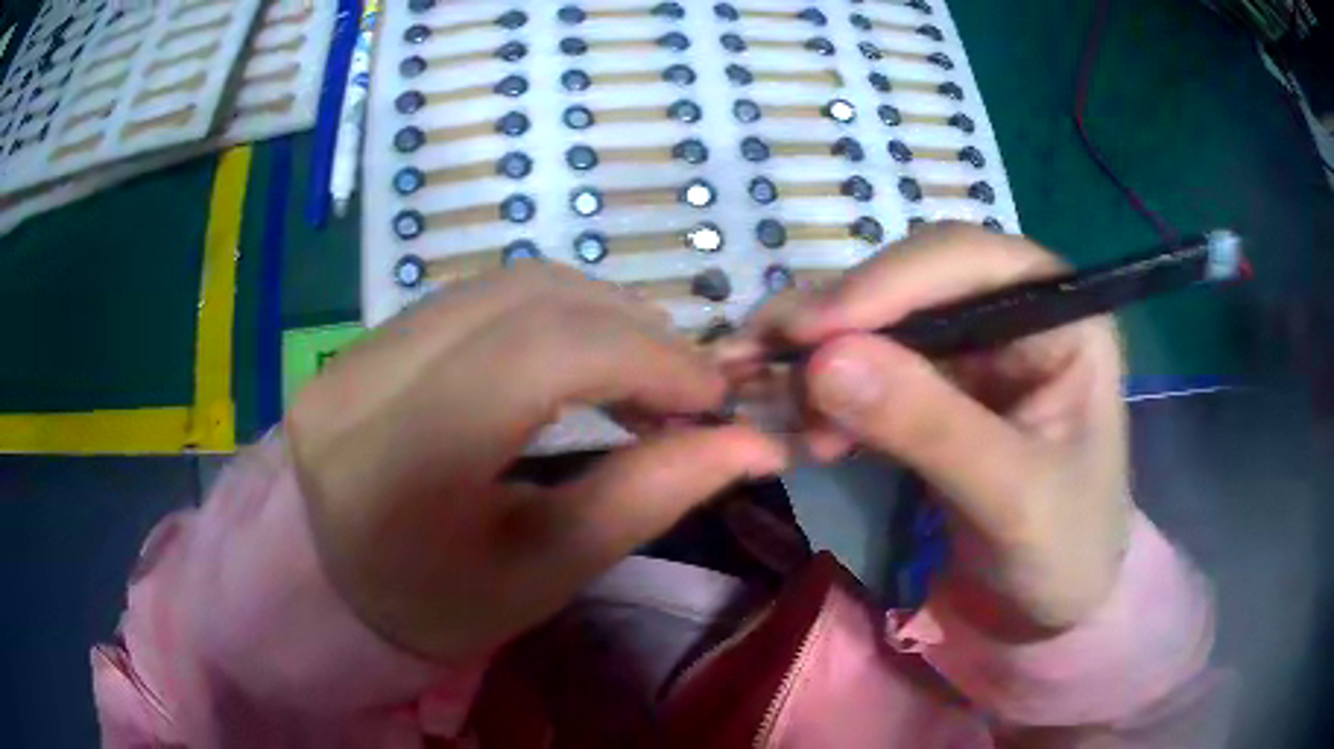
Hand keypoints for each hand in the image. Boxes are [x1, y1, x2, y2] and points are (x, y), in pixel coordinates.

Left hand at [287, 265, 786, 661]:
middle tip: (686, 384)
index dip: (644, 357)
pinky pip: (476, 299)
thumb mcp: (544, 571)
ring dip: (595, 314)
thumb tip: (754, 443)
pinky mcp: (365, 337)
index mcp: (398, 461)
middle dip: (631, 328)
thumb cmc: (435, 606)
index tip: (712, 395)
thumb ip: (648, 496)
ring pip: (506, 286)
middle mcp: (365, 378)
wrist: (328, 590)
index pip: (538, 356)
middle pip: (526, 300)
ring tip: (642, 370)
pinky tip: (578, 359)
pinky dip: (550, 316)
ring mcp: (357, 346)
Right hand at [729, 224, 1130, 637]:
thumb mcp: (1012, 498)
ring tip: (770, 398)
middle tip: (762, 358)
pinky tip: (802, 425)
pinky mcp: (942, 389)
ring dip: (822, 355)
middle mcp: (1016, 312)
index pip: (970, 262)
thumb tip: (822, 361)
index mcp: (1063, 316)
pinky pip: (874, 368)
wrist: (1050, 607)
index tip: (808, 333)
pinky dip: (829, 391)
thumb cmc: (1064, 553)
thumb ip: (930, 427)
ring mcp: (977, 349)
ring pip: (883, 322)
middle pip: (914, 282)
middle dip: (840, 319)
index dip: (886, 283)